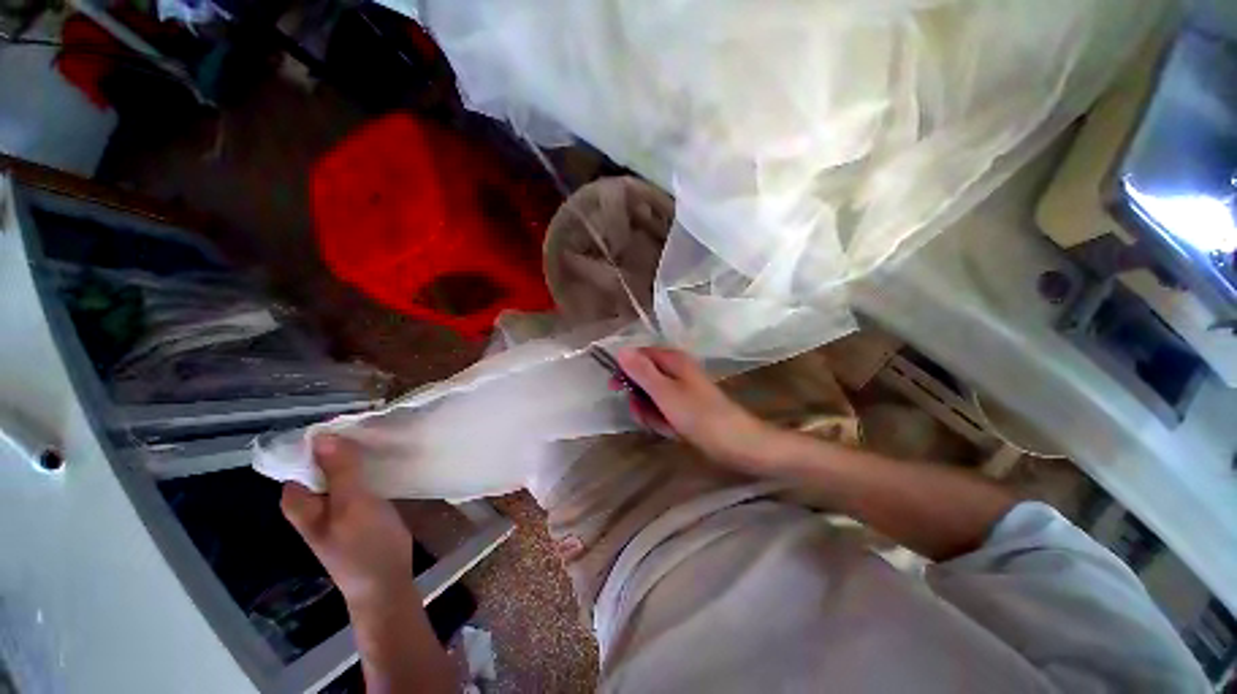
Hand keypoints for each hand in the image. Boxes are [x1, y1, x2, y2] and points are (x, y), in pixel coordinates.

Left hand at [281, 436, 413, 608]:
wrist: (385, 583)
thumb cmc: (365, 546)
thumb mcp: (353, 506)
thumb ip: (340, 471)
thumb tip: (323, 435)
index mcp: (300, 499)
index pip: (303, 456)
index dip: (326, 437)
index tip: (355, 422)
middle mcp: (312, 498)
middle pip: (324, 459)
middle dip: (347, 443)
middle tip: (376, 429)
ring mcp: (336, 502)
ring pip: (344, 467)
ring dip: (361, 454)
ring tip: (385, 438)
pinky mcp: (356, 506)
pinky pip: (358, 476)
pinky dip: (370, 466)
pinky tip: (389, 458)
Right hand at [614, 346, 788, 472]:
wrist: (736, 443)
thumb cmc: (699, 414)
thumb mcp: (665, 392)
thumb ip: (642, 371)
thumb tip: (620, 350)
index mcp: (672, 360)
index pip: (639, 355)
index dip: (626, 370)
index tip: (616, 388)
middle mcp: (676, 371)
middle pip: (643, 378)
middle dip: (639, 398)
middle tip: (645, 413)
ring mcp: (681, 390)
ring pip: (651, 397)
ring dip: (650, 413)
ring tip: (663, 424)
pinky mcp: (684, 407)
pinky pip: (662, 410)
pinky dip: (662, 421)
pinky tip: (671, 430)